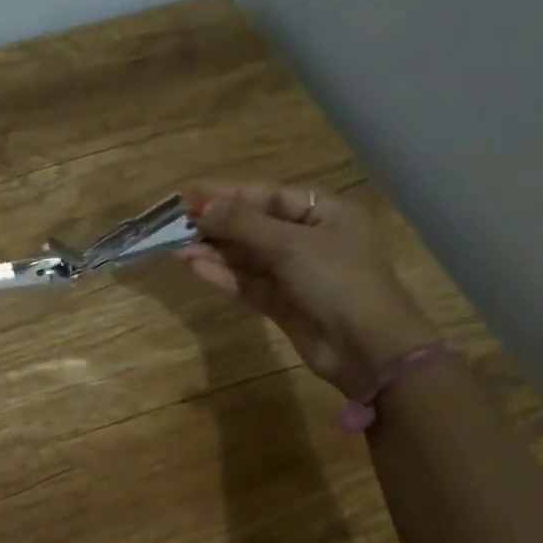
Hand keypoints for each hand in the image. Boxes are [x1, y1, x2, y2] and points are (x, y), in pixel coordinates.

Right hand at [178, 181, 437, 395]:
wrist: (367, 348)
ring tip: (175, 246)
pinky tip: (194, 266)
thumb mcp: (290, 244)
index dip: (227, 194)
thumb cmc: (337, 280)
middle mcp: (309, 239)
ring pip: (247, 255)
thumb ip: (243, 224)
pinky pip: (247, 282)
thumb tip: (202, 206)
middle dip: (216, 224)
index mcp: (324, 212)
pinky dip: (222, 274)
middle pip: (254, 225)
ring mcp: (295, 273)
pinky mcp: (282, 303)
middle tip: (174, 223)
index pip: (267, 195)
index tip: (188, 195)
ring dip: (214, 250)